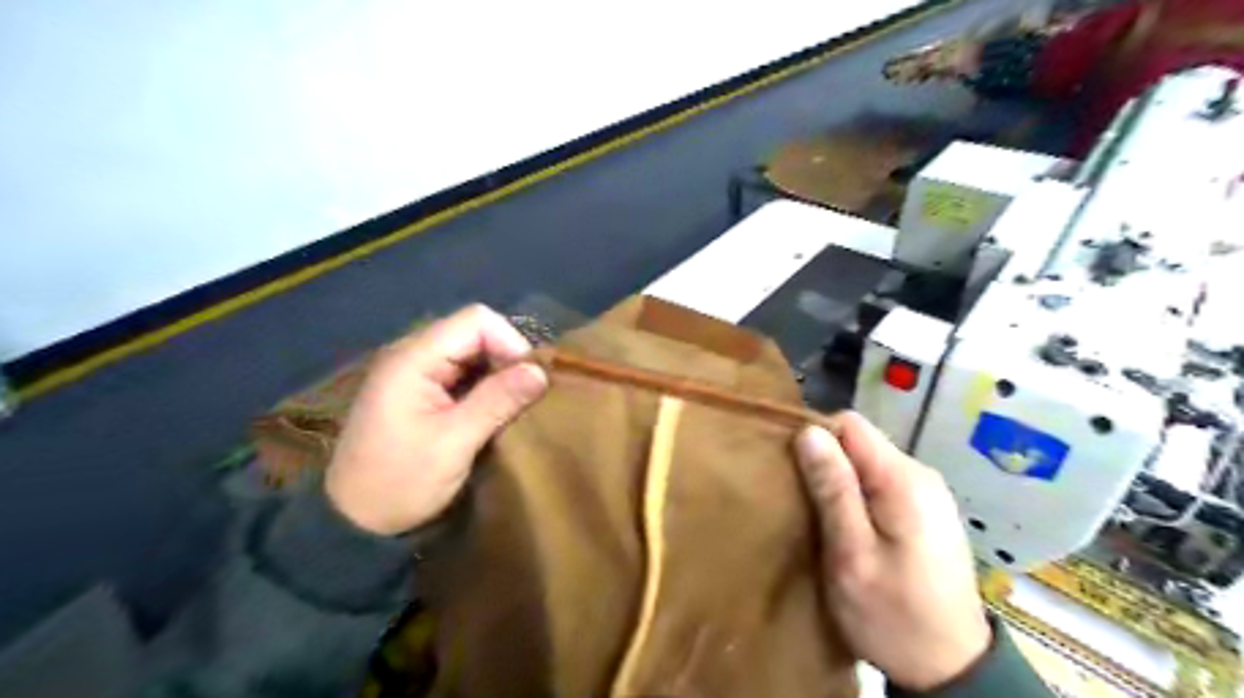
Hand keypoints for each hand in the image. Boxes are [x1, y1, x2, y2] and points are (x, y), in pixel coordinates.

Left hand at [328, 302, 545, 534]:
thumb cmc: (401, 482)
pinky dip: (484, 386)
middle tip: (526, 396)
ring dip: (498, 374)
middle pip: (474, 332)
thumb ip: (498, 400)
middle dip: (507, 358)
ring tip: (515, 405)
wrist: (354, 524)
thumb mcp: (454, 443)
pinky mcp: (420, 391)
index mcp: (413, 358)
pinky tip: (494, 411)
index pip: (476, 321)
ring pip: (472, 352)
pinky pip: (462, 372)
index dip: (510, 342)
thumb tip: (541, 371)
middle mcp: (412, 354)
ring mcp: (414, 372)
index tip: (528, 380)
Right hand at [797, 413, 993, 689]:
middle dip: (826, 462)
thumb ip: (833, 490)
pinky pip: (881, 484)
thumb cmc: (894, 615)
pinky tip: (846, 527)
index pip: (850, 424)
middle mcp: (921, 475)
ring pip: (867, 463)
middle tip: (802, 501)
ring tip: (819, 516)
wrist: (952, 670)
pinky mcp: (927, 512)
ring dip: (839, 481)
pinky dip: (857, 496)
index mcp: (904, 480)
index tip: (793, 470)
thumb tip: (809, 433)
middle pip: (859, 442)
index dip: (816, 438)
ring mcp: (927, 494)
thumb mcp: (852, 555)